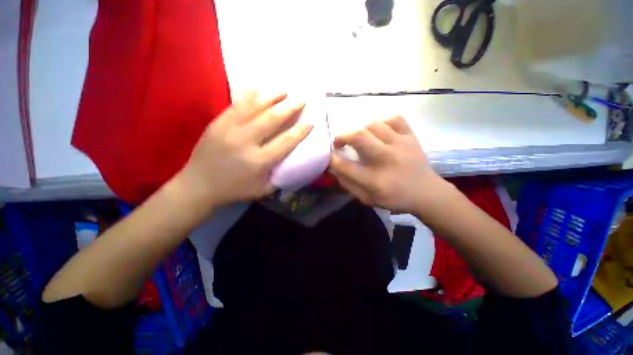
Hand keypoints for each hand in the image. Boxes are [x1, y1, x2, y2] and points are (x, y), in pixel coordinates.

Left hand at [177, 91, 311, 208]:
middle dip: (289, 108)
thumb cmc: (234, 190)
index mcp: (258, 161)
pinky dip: (249, 96)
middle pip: (271, 119)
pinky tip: (258, 90)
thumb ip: (279, 176)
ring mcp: (229, 129)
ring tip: (284, 91)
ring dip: (272, 97)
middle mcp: (245, 142)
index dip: (299, 131)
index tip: (310, 123)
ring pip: (254, 107)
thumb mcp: (262, 190)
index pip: (285, 142)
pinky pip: (236, 105)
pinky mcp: (217, 123)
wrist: (198, 185)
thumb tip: (292, 162)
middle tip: (301, 100)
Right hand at [329, 116, 448, 213]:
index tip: (331, 156)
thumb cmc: (394, 198)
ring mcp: (401, 145)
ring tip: (363, 139)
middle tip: (340, 142)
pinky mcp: (411, 137)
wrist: (427, 193)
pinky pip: (395, 119)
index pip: (345, 165)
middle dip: (343, 136)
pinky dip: (384, 122)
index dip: (333, 159)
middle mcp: (386, 159)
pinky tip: (381, 132)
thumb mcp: (367, 199)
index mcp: (375, 180)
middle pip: (359, 136)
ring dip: (362, 131)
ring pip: (374, 125)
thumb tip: (334, 168)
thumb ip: (348, 184)